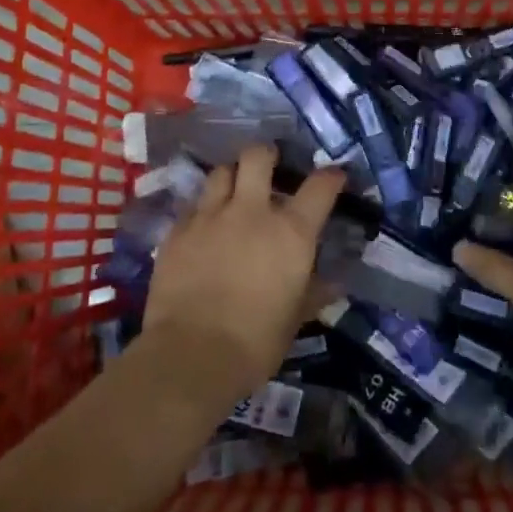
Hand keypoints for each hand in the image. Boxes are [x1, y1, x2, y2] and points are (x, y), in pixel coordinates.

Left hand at [140, 146, 343, 403]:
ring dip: (231, 178)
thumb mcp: (294, 320)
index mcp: (290, 232)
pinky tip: (203, 227)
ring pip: (221, 172)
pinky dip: (202, 210)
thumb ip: (314, 293)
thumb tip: (335, 283)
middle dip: (266, 155)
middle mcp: (252, 212)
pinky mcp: (177, 230)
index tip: (334, 176)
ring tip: (233, 193)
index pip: (320, 186)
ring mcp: (210, 216)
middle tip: (268, 168)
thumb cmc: (254, 343)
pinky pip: (193, 205)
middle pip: (258, 156)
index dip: (331, 176)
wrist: (190, 356)